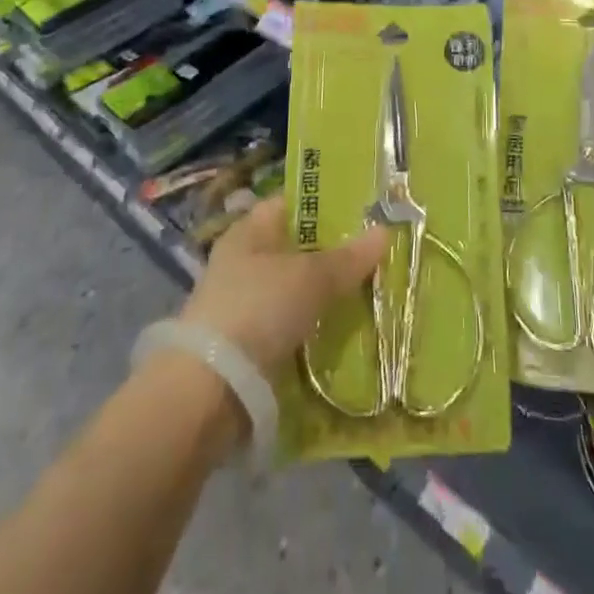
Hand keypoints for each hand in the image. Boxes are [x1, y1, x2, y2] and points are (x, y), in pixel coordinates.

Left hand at [178, 194, 387, 378]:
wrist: (208, 391)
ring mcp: (241, 303)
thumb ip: (348, 257)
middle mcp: (242, 260)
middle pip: (295, 247)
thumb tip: (384, 230)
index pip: (291, 203)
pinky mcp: (245, 344)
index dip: (325, 202)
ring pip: (294, 288)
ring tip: (366, 293)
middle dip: (331, 252)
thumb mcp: (311, 278)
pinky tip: (340, 331)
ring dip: (323, 293)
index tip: (363, 209)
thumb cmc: (258, 309)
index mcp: (249, 230)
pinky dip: (311, 326)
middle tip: (374, 254)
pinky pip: (288, 324)